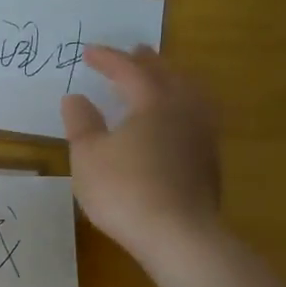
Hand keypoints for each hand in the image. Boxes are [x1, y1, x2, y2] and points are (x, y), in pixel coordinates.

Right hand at [61, 46, 222, 264]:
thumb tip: (75, 98)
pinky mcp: (210, 161)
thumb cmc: (125, 190)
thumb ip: (81, 123)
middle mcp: (184, 110)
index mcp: (154, 102)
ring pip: (192, 95)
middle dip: (149, 62)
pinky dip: (184, 106)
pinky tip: (177, 121)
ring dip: (175, 81)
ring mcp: (203, 136)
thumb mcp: (88, 156)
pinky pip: (199, 117)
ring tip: (165, 79)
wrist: (179, 235)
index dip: (108, 59)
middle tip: (136, 51)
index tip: (87, 52)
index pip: (130, 71)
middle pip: (168, 76)